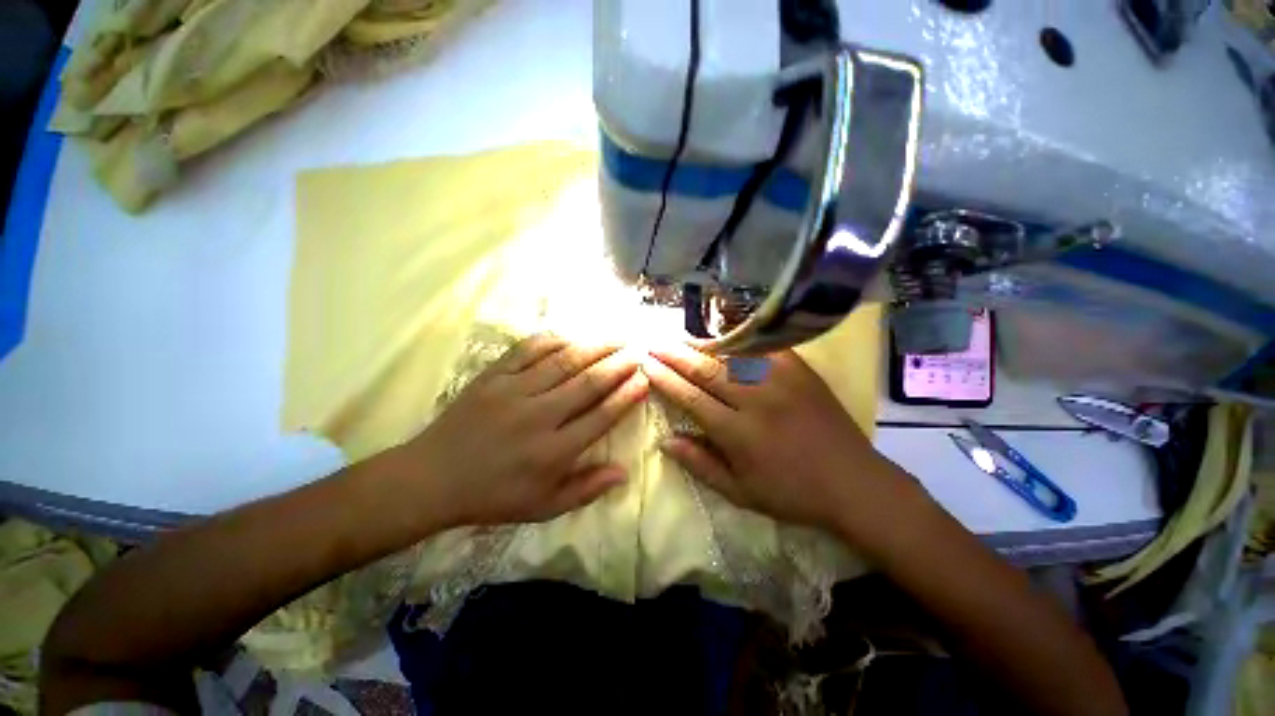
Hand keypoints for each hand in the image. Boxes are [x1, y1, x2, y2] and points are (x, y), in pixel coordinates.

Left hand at [398, 334, 648, 526]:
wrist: (432, 478)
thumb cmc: (493, 496)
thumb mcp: (543, 507)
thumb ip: (586, 490)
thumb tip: (623, 472)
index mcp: (552, 451)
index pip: (600, 417)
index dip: (626, 396)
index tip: (643, 380)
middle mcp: (538, 417)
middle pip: (587, 383)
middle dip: (617, 365)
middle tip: (637, 352)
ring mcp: (513, 392)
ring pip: (563, 362)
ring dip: (593, 348)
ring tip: (615, 339)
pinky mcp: (492, 376)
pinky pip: (527, 350)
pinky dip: (552, 340)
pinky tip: (570, 336)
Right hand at [644, 344, 911, 536]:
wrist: (854, 482)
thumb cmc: (792, 493)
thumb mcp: (740, 492)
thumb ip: (700, 465)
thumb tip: (665, 441)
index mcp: (739, 434)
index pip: (690, 398)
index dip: (665, 379)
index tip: (646, 365)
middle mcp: (756, 401)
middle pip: (706, 370)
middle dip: (674, 355)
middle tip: (653, 343)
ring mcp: (781, 380)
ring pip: (731, 354)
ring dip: (700, 344)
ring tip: (678, 338)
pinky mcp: (800, 369)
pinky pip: (762, 348)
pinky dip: (737, 341)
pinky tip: (721, 337)